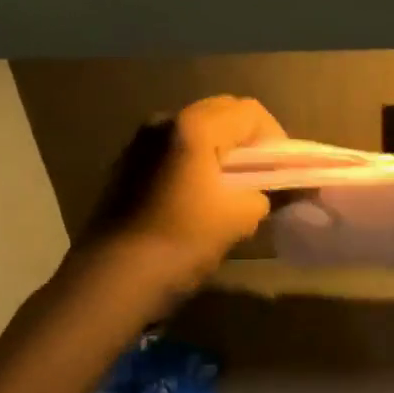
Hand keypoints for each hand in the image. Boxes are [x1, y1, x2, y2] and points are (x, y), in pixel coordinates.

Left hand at [85, 95, 286, 288]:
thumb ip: (264, 194)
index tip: (282, 171)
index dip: (276, 138)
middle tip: (262, 175)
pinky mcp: (125, 165)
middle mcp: (164, 121)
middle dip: (247, 139)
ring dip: (219, 149)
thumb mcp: (239, 218)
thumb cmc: (181, 242)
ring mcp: (139, 142)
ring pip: (194, 131)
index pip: (250, 113)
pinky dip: (194, 162)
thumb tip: (264, 192)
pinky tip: (198, 198)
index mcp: (194, 126)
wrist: (112, 279)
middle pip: (221, 113)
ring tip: (231, 188)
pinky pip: (172, 151)